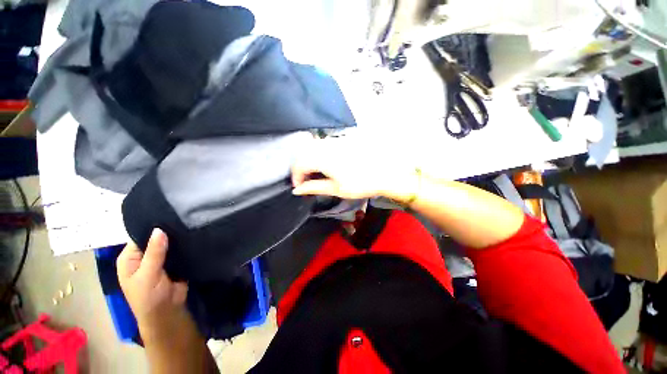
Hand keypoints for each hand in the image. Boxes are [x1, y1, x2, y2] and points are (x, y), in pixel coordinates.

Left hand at [117, 228, 188, 341]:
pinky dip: (185, 245)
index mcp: (130, 258)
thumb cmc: (149, 297)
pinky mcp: (174, 262)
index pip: (139, 236)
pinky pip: (179, 250)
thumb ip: (154, 253)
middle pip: (155, 239)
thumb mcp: (148, 275)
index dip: (152, 227)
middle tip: (184, 218)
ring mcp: (159, 259)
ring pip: (169, 243)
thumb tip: (159, 229)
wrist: (167, 312)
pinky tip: (194, 235)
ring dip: (178, 238)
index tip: (169, 216)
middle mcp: (143, 256)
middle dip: (168, 231)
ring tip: (192, 224)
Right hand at [291, 136, 418, 200]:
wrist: (385, 173)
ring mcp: (335, 141)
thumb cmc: (361, 184)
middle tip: (306, 181)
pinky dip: (318, 154)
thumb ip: (314, 187)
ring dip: (309, 160)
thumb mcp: (336, 189)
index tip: (299, 187)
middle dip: (300, 168)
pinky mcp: (342, 140)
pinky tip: (326, 164)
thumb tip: (297, 190)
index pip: (299, 164)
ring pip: (313, 147)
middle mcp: (327, 146)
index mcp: (323, 158)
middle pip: (303, 153)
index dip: (296, 176)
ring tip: (315, 174)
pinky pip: (323, 144)